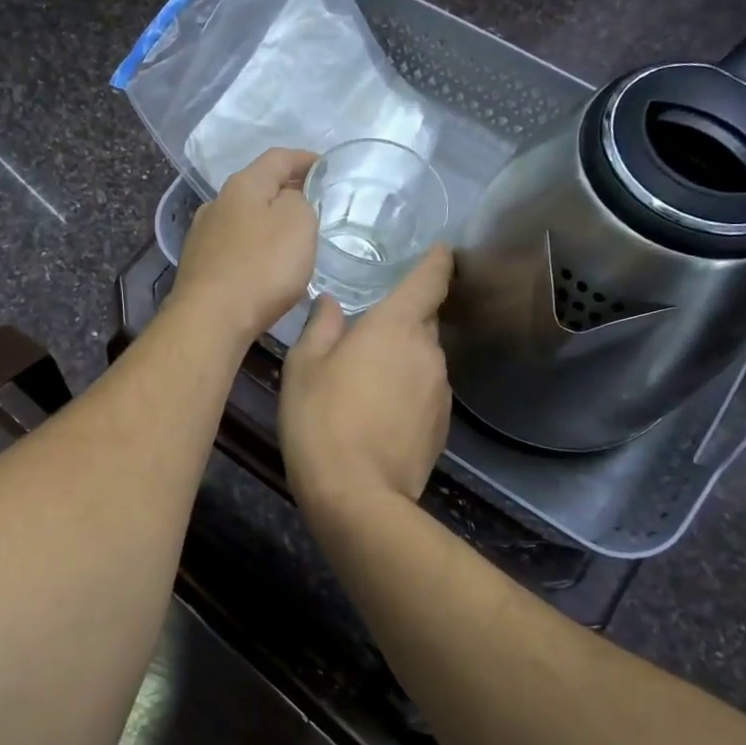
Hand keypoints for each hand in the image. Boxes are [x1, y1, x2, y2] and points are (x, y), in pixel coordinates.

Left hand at [169, 148, 318, 346]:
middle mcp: (217, 203)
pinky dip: (254, 246)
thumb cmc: (261, 267)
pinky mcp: (199, 265)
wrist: (210, 319)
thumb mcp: (298, 223)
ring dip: (268, 221)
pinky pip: (234, 246)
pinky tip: (265, 264)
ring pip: (243, 217)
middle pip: (257, 187)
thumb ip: (299, 201)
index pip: (278, 158)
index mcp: (242, 185)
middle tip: (314, 203)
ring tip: (292, 236)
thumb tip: (288, 199)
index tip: (326, 167)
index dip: (305, 159)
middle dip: (286, 191)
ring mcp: (202, 235)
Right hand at [279, 245, 452, 512]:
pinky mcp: (442, 426)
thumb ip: (321, 326)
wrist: (357, 495)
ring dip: (401, 359)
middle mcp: (428, 352)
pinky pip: (424, 392)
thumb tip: (332, 303)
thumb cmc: (321, 419)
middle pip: (424, 320)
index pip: (430, 278)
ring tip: (365, 379)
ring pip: (423, 359)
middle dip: (402, 318)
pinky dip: (406, 391)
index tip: (437, 249)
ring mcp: (440, 391)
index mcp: (396, 326)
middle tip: (366, 329)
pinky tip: (377, 413)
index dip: (436, 260)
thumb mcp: (303, 366)